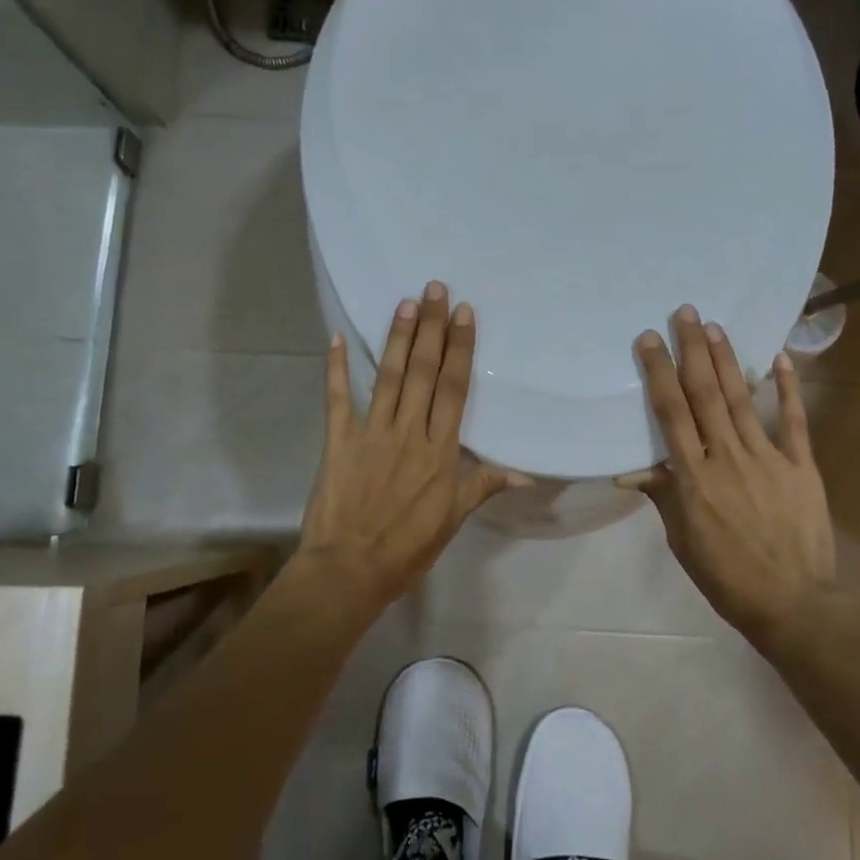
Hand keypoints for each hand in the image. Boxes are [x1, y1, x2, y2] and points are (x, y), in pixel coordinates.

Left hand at [299, 282, 524, 605]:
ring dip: (396, 337)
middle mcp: (409, 432)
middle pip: (422, 372)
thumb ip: (482, 486)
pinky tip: (335, 338)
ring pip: (387, 376)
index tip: (463, 314)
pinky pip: (337, 399)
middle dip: (430, 328)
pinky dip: (335, 368)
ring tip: (404, 302)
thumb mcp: (452, 520)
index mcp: (440, 451)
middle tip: (434, 289)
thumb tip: (525, 474)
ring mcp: (371, 433)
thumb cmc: (407, 549)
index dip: (460, 349)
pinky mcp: (338, 441)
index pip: (454, 389)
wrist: (349, 570)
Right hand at [618, 305, 835, 645]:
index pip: (671, 414)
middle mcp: (727, 458)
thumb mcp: (682, 539)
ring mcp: (768, 459)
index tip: (649, 340)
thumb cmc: (726, 575)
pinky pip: (792, 421)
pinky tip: (778, 357)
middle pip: (705, 395)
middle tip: (683, 313)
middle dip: (691, 351)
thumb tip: (631, 469)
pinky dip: (786, 388)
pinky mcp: (801, 466)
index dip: (659, 373)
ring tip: (714, 326)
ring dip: (727, 360)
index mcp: (694, 478)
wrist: (793, 603)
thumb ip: (663, 495)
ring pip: (741, 399)